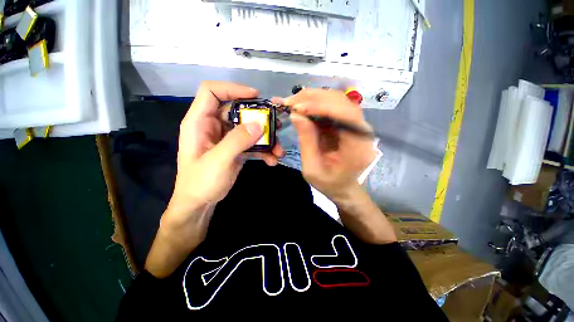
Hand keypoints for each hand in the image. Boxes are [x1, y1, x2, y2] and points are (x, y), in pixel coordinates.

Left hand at [170, 81, 283, 215]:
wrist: (200, 203)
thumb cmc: (201, 182)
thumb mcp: (218, 161)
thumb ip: (237, 141)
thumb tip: (259, 124)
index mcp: (200, 122)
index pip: (212, 91)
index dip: (233, 89)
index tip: (255, 96)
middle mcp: (214, 126)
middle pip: (238, 111)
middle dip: (259, 117)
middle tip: (276, 124)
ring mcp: (227, 138)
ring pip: (249, 128)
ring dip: (265, 138)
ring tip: (279, 149)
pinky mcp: (236, 149)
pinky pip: (252, 143)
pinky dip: (264, 150)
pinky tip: (272, 160)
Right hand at [284, 90, 395, 244]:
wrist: (344, 188)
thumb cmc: (330, 184)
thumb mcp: (312, 168)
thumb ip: (306, 141)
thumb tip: (296, 115)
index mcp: (358, 147)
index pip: (345, 115)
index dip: (321, 107)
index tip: (298, 107)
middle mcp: (362, 132)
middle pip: (342, 103)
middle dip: (315, 98)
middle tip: (291, 100)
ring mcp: (356, 126)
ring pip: (337, 101)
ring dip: (315, 98)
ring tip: (294, 102)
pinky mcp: (347, 125)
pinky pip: (333, 108)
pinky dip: (316, 105)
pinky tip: (303, 107)